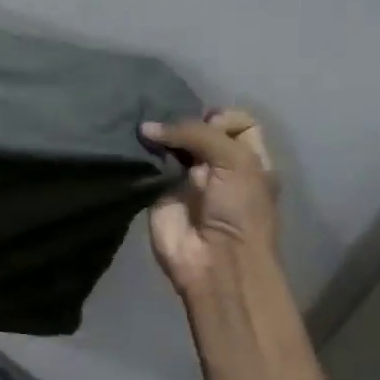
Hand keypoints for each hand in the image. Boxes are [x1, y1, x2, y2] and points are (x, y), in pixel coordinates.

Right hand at [139, 109, 278, 298]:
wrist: (215, 261)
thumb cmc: (239, 210)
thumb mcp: (235, 161)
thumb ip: (196, 133)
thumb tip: (147, 128)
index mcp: (248, 158)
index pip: (236, 122)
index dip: (221, 118)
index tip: (207, 126)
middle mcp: (218, 165)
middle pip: (198, 130)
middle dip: (182, 122)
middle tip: (167, 124)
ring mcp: (185, 179)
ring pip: (170, 146)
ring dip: (157, 136)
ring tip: (143, 127)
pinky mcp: (157, 193)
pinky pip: (147, 167)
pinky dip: (139, 156)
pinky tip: (131, 144)